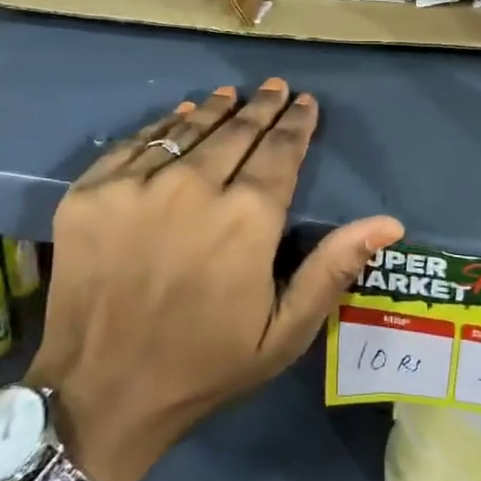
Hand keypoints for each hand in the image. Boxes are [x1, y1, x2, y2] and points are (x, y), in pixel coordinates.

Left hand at [26, 80, 403, 480]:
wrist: (100, 392)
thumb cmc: (203, 365)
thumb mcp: (283, 333)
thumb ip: (333, 269)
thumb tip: (388, 222)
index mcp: (247, 219)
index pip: (280, 151)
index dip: (296, 123)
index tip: (305, 101)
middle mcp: (193, 187)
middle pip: (237, 131)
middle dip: (261, 107)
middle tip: (274, 88)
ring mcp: (136, 184)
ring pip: (187, 129)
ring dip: (214, 108)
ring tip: (230, 94)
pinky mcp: (92, 191)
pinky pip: (136, 143)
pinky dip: (163, 125)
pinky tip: (178, 116)